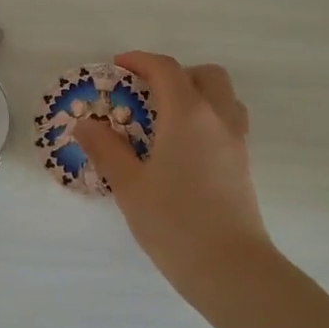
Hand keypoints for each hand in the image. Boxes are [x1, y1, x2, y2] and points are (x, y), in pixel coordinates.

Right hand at [74, 52, 272, 286]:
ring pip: (224, 98)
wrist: (230, 266)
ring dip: (197, 94)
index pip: (166, 70)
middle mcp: (218, 119)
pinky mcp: (243, 165)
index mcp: (188, 114)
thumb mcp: (130, 185)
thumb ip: (106, 149)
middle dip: (175, 74)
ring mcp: (236, 142)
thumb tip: (85, 123)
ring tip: (167, 120)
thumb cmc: (174, 222)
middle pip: (205, 75)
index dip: (141, 61)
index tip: (118, 65)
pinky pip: (228, 123)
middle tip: (147, 93)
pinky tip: (184, 150)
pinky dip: (207, 119)